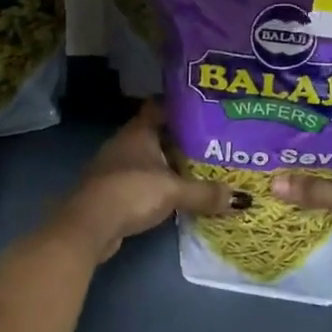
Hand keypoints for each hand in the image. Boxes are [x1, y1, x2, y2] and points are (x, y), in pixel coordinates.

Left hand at [58, 101, 240, 263]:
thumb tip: (243, 199)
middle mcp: (125, 142)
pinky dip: (155, 182)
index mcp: (139, 131)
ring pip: (147, 156)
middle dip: (180, 138)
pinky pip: (139, 178)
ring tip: (196, 167)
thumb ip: (206, 193)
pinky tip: (173, 192)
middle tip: (209, 141)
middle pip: (156, 132)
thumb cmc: (132, 192)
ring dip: (167, 162)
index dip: (180, 106)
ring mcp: (114, 166)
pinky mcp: (110, 189)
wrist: (88, 226)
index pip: (160, 106)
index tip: (204, 110)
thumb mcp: (174, 191)